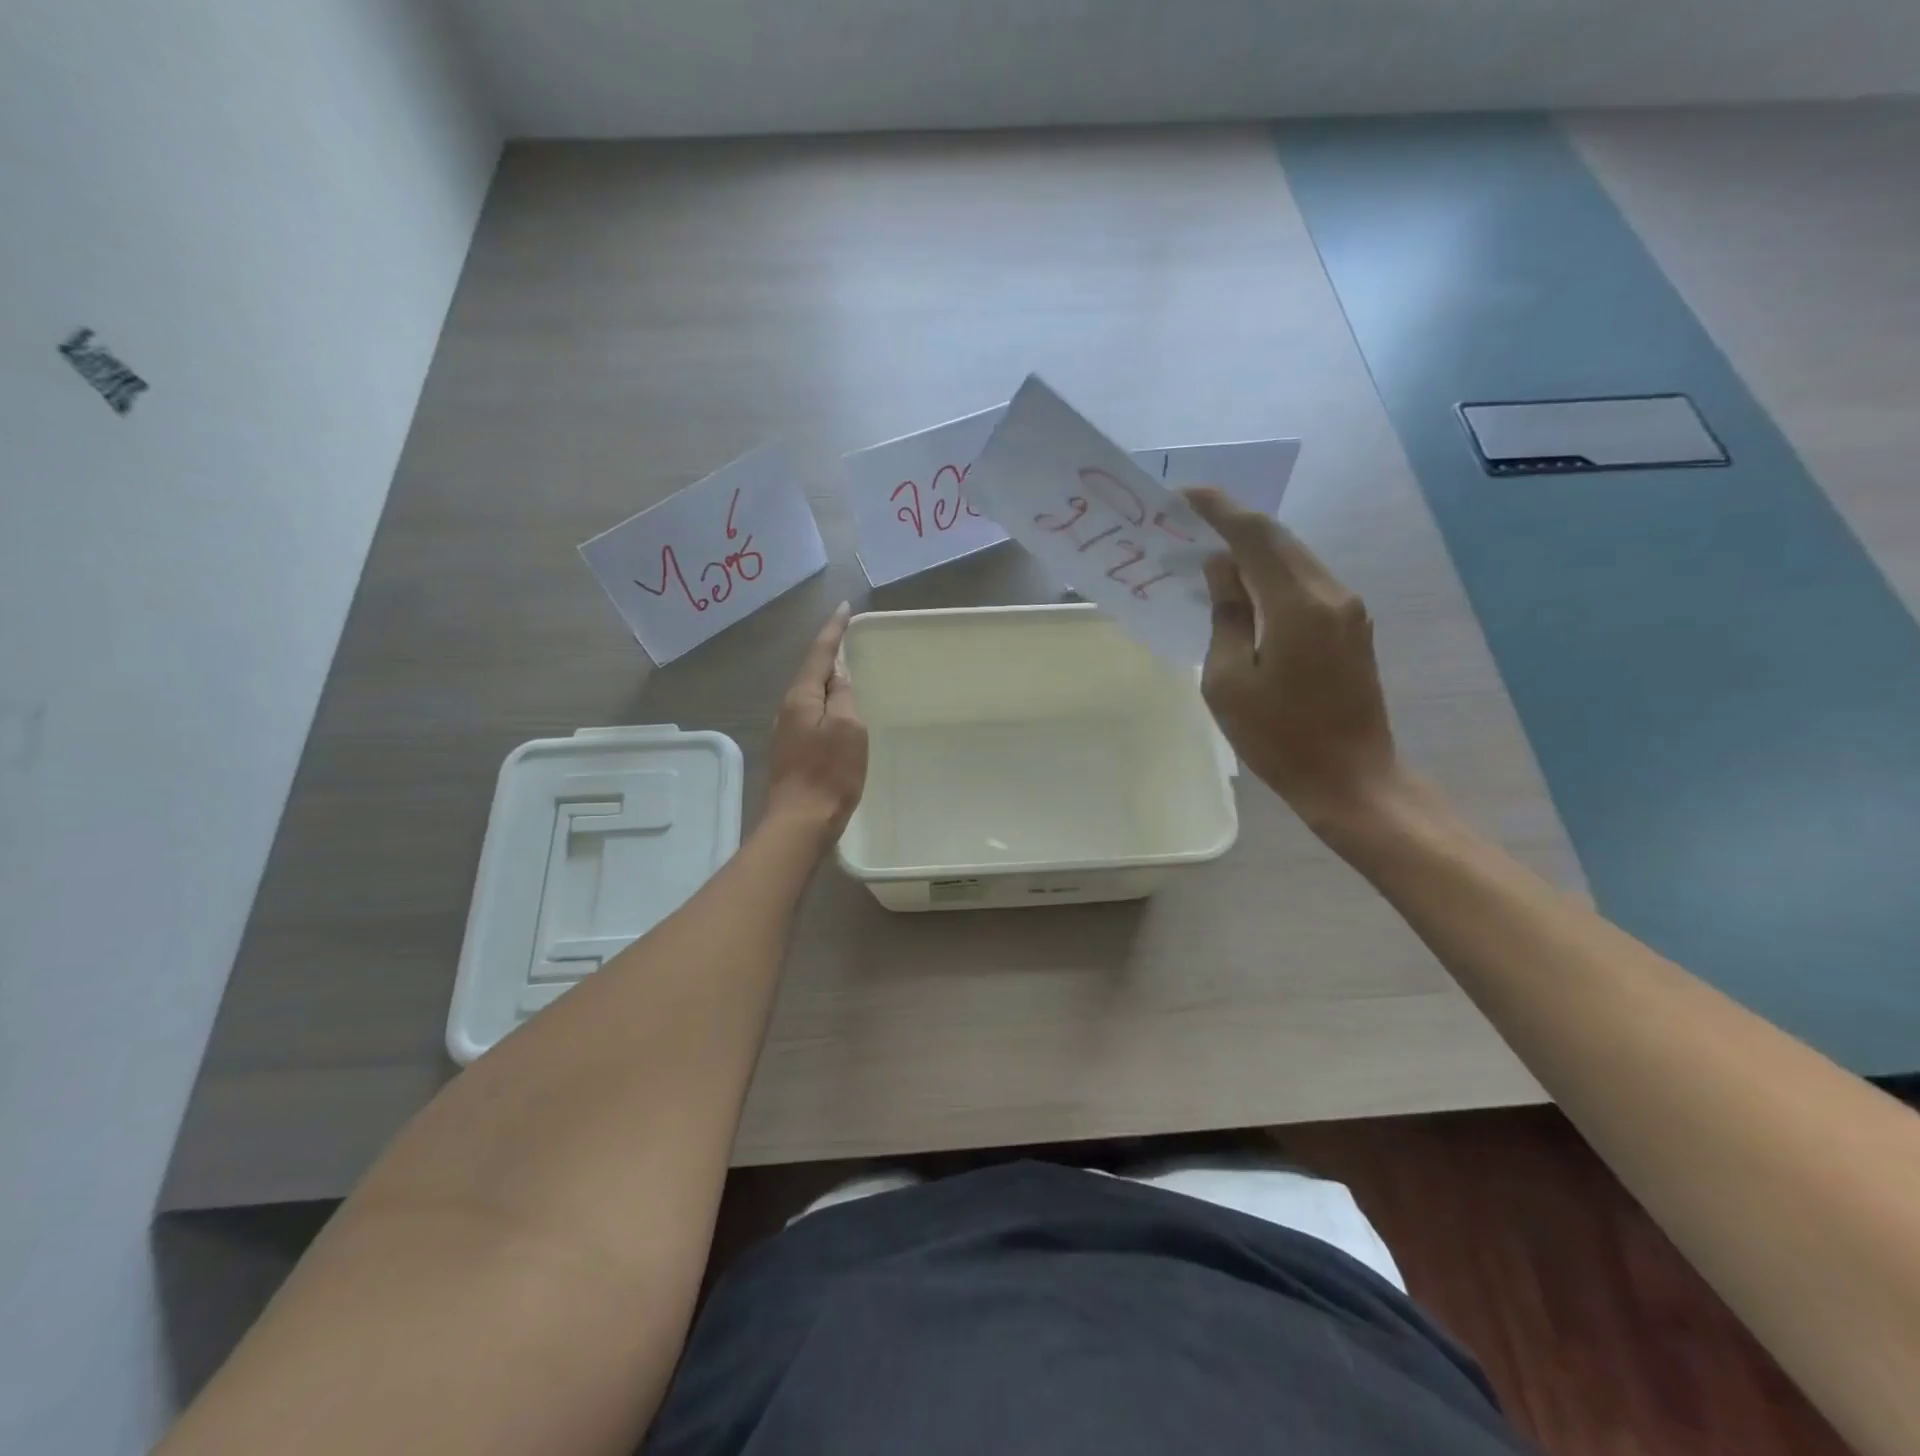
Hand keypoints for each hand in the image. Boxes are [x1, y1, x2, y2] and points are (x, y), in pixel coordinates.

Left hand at [766, 603, 868, 842]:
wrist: (801, 822)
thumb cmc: (829, 773)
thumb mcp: (848, 728)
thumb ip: (843, 696)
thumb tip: (839, 674)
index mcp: (801, 698)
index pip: (819, 654)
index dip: (833, 631)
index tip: (844, 609)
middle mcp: (788, 709)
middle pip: (811, 672)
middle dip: (829, 653)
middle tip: (848, 637)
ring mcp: (788, 731)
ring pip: (811, 694)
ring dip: (827, 679)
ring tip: (847, 670)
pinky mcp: (793, 751)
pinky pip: (812, 714)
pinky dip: (827, 702)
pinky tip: (838, 709)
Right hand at [1185, 488, 1400, 830]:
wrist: (1350, 778)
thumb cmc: (1278, 738)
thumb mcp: (1229, 681)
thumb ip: (1226, 616)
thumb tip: (1221, 568)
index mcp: (1298, 605)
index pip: (1255, 536)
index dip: (1219, 509)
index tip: (1183, 496)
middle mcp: (1330, 594)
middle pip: (1279, 540)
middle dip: (1233, 523)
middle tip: (1189, 522)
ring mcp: (1347, 609)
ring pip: (1294, 558)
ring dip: (1252, 549)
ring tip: (1210, 551)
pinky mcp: (1351, 627)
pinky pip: (1305, 583)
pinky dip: (1271, 574)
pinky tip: (1244, 587)